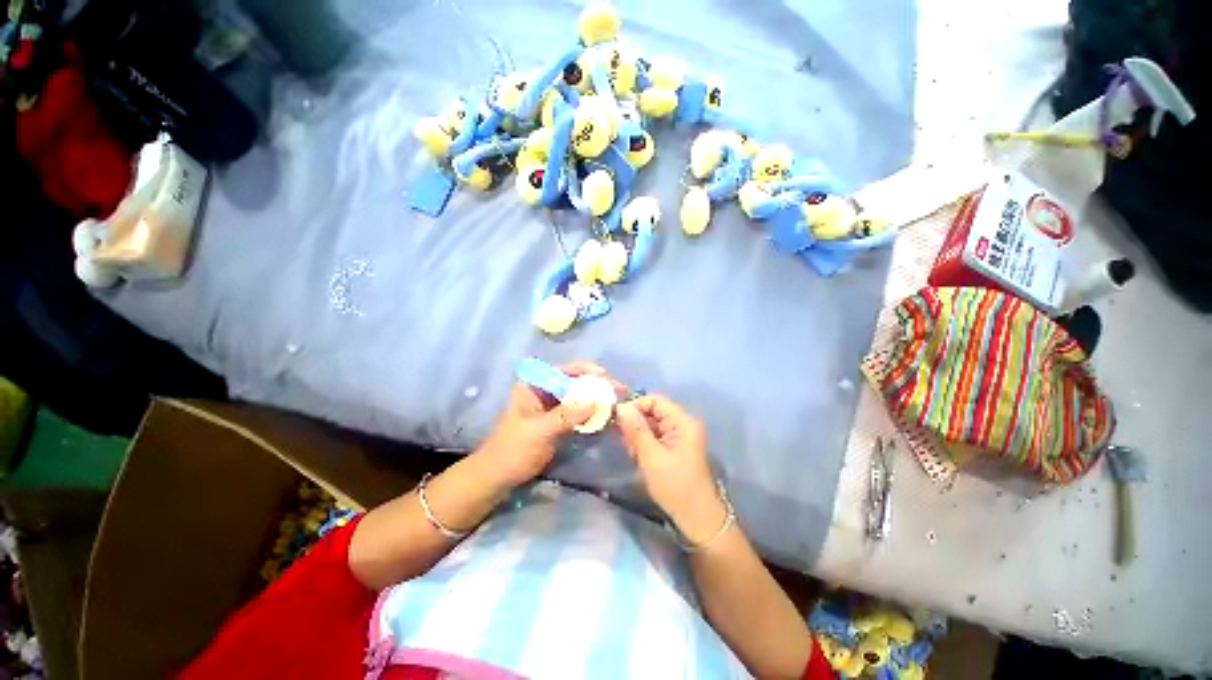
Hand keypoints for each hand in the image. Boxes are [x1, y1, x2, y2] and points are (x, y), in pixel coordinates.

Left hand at [479, 362, 622, 488]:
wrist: (500, 477)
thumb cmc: (513, 449)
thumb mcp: (539, 431)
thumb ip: (565, 415)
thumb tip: (594, 401)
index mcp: (534, 384)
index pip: (563, 370)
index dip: (585, 370)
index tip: (604, 376)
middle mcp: (545, 390)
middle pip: (575, 381)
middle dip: (596, 385)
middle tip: (619, 389)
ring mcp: (553, 405)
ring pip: (580, 396)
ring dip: (597, 398)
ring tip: (618, 401)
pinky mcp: (559, 420)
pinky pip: (579, 411)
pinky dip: (592, 412)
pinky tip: (607, 415)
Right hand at [615, 395, 726, 543]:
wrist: (696, 517)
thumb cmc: (675, 485)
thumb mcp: (651, 456)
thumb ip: (635, 430)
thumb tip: (621, 407)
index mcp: (682, 421)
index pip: (655, 400)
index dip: (635, 405)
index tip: (617, 419)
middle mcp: (682, 424)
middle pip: (653, 411)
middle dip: (635, 421)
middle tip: (622, 438)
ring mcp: (679, 436)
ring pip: (652, 424)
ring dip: (638, 433)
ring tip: (629, 449)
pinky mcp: (674, 447)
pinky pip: (655, 435)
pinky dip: (644, 442)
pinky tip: (636, 454)